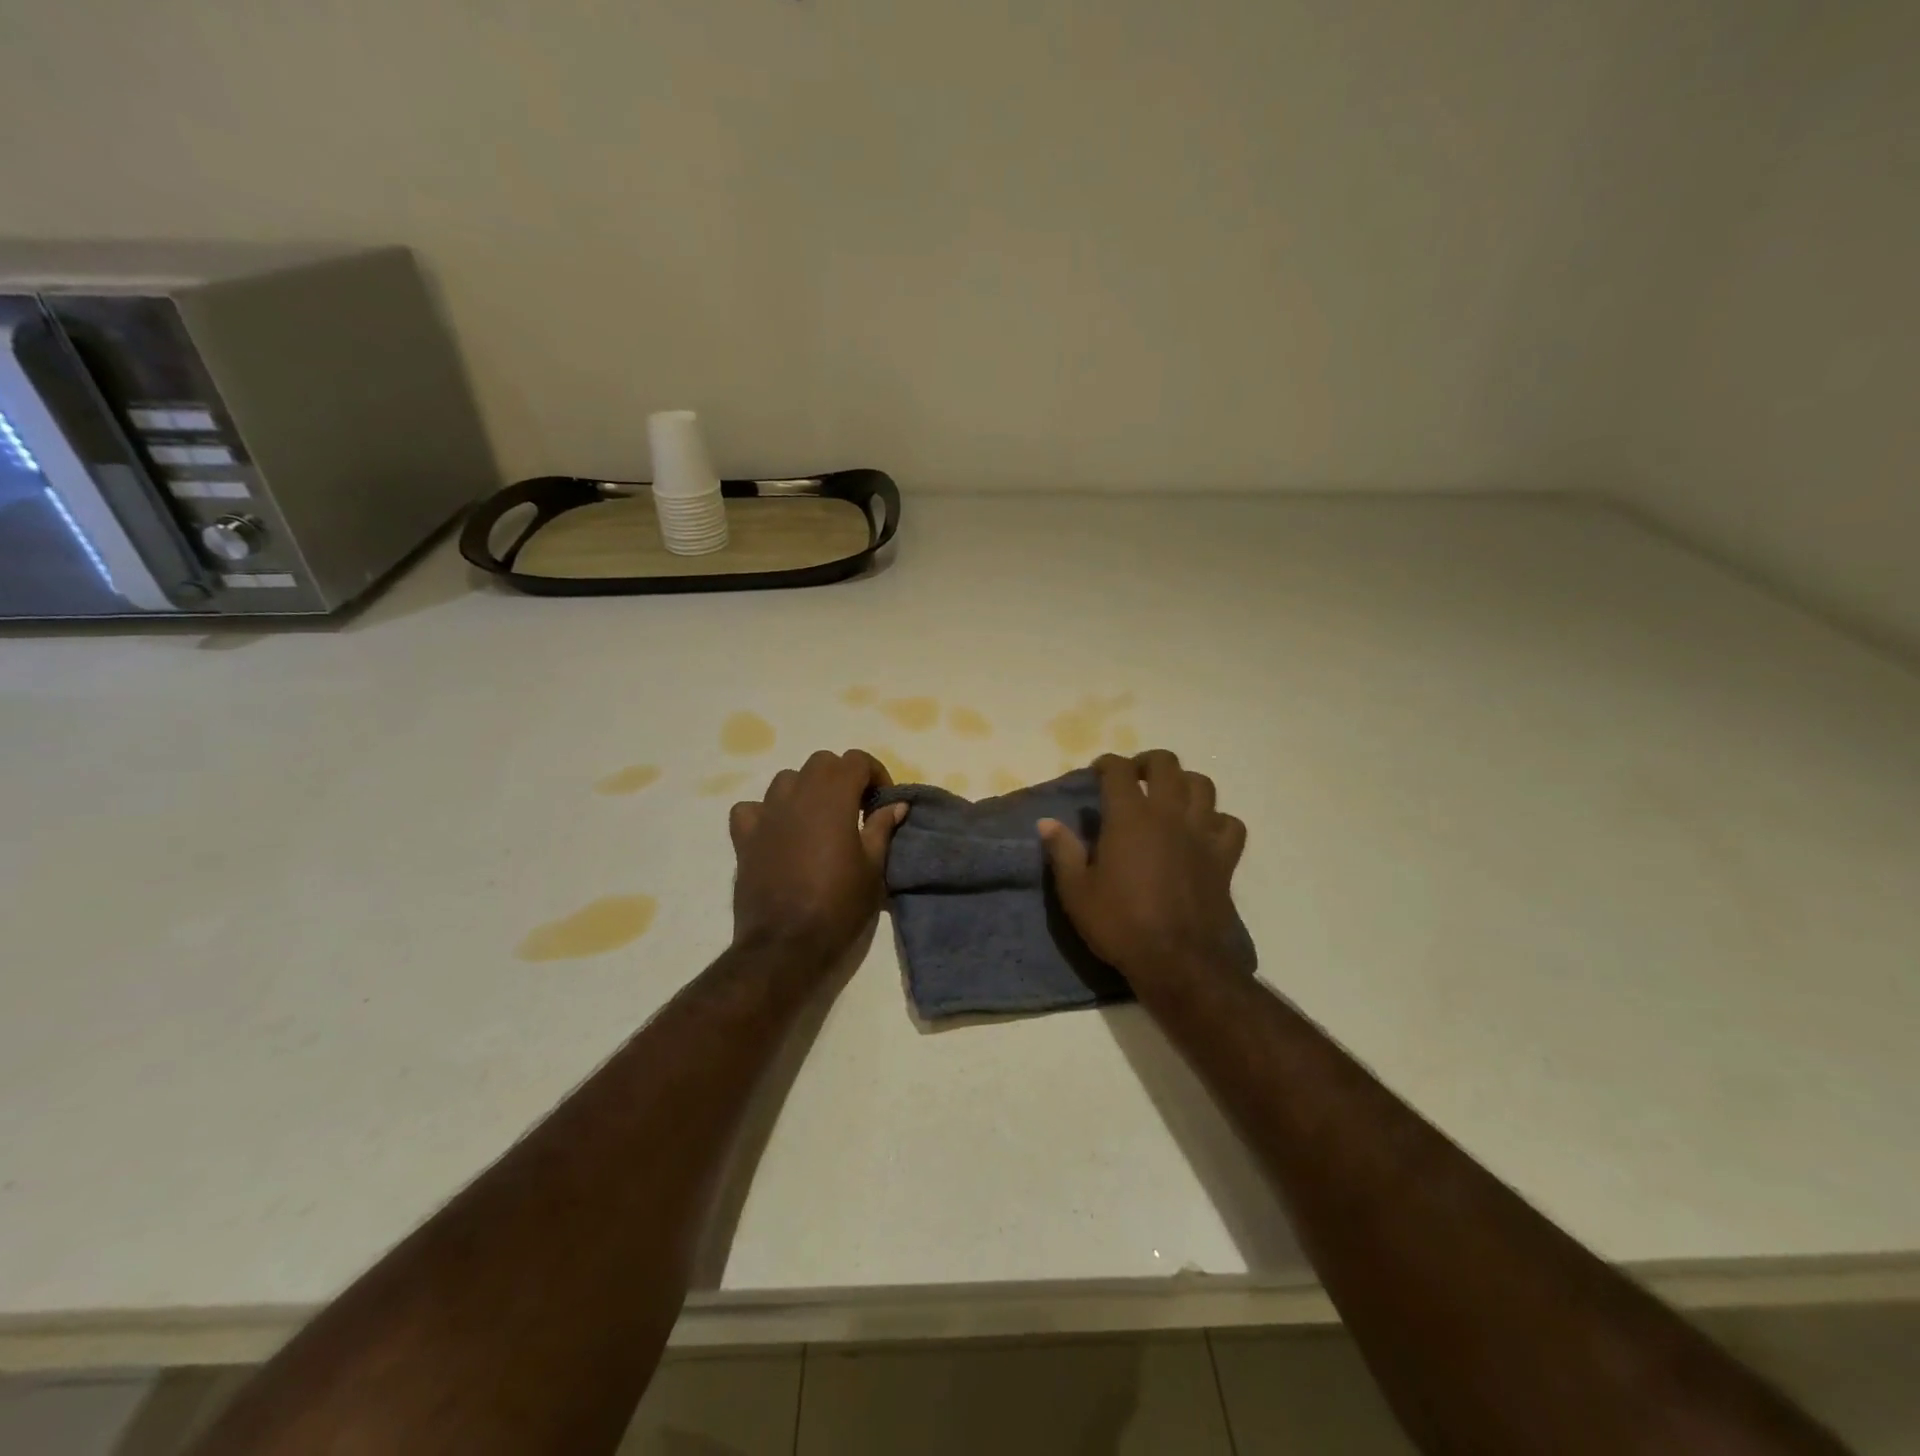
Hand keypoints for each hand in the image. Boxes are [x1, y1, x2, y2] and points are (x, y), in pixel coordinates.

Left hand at [729, 750, 906, 964]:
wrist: (785, 944)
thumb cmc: (838, 905)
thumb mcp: (873, 868)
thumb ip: (882, 828)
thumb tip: (896, 804)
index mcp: (832, 797)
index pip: (855, 760)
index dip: (875, 773)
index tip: (883, 801)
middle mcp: (796, 794)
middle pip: (821, 763)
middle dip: (842, 777)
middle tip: (855, 808)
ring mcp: (766, 813)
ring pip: (787, 779)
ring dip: (806, 790)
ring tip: (818, 819)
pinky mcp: (744, 837)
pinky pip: (753, 808)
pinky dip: (767, 812)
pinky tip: (778, 832)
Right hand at [1039, 751, 1250, 989]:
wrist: (1178, 962)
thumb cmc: (1120, 924)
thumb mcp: (1076, 892)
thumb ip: (1063, 851)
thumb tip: (1046, 822)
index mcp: (1129, 817)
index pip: (1118, 771)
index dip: (1106, 763)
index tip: (1097, 772)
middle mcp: (1168, 815)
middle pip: (1166, 764)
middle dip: (1147, 762)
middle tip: (1134, 777)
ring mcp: (1201, 834)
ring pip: (1203, 785)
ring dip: (1184, 783)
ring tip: (1170, 796)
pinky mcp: (1224, 858)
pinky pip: (1229, 824)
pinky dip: (1217, 820)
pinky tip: (1203, 831)